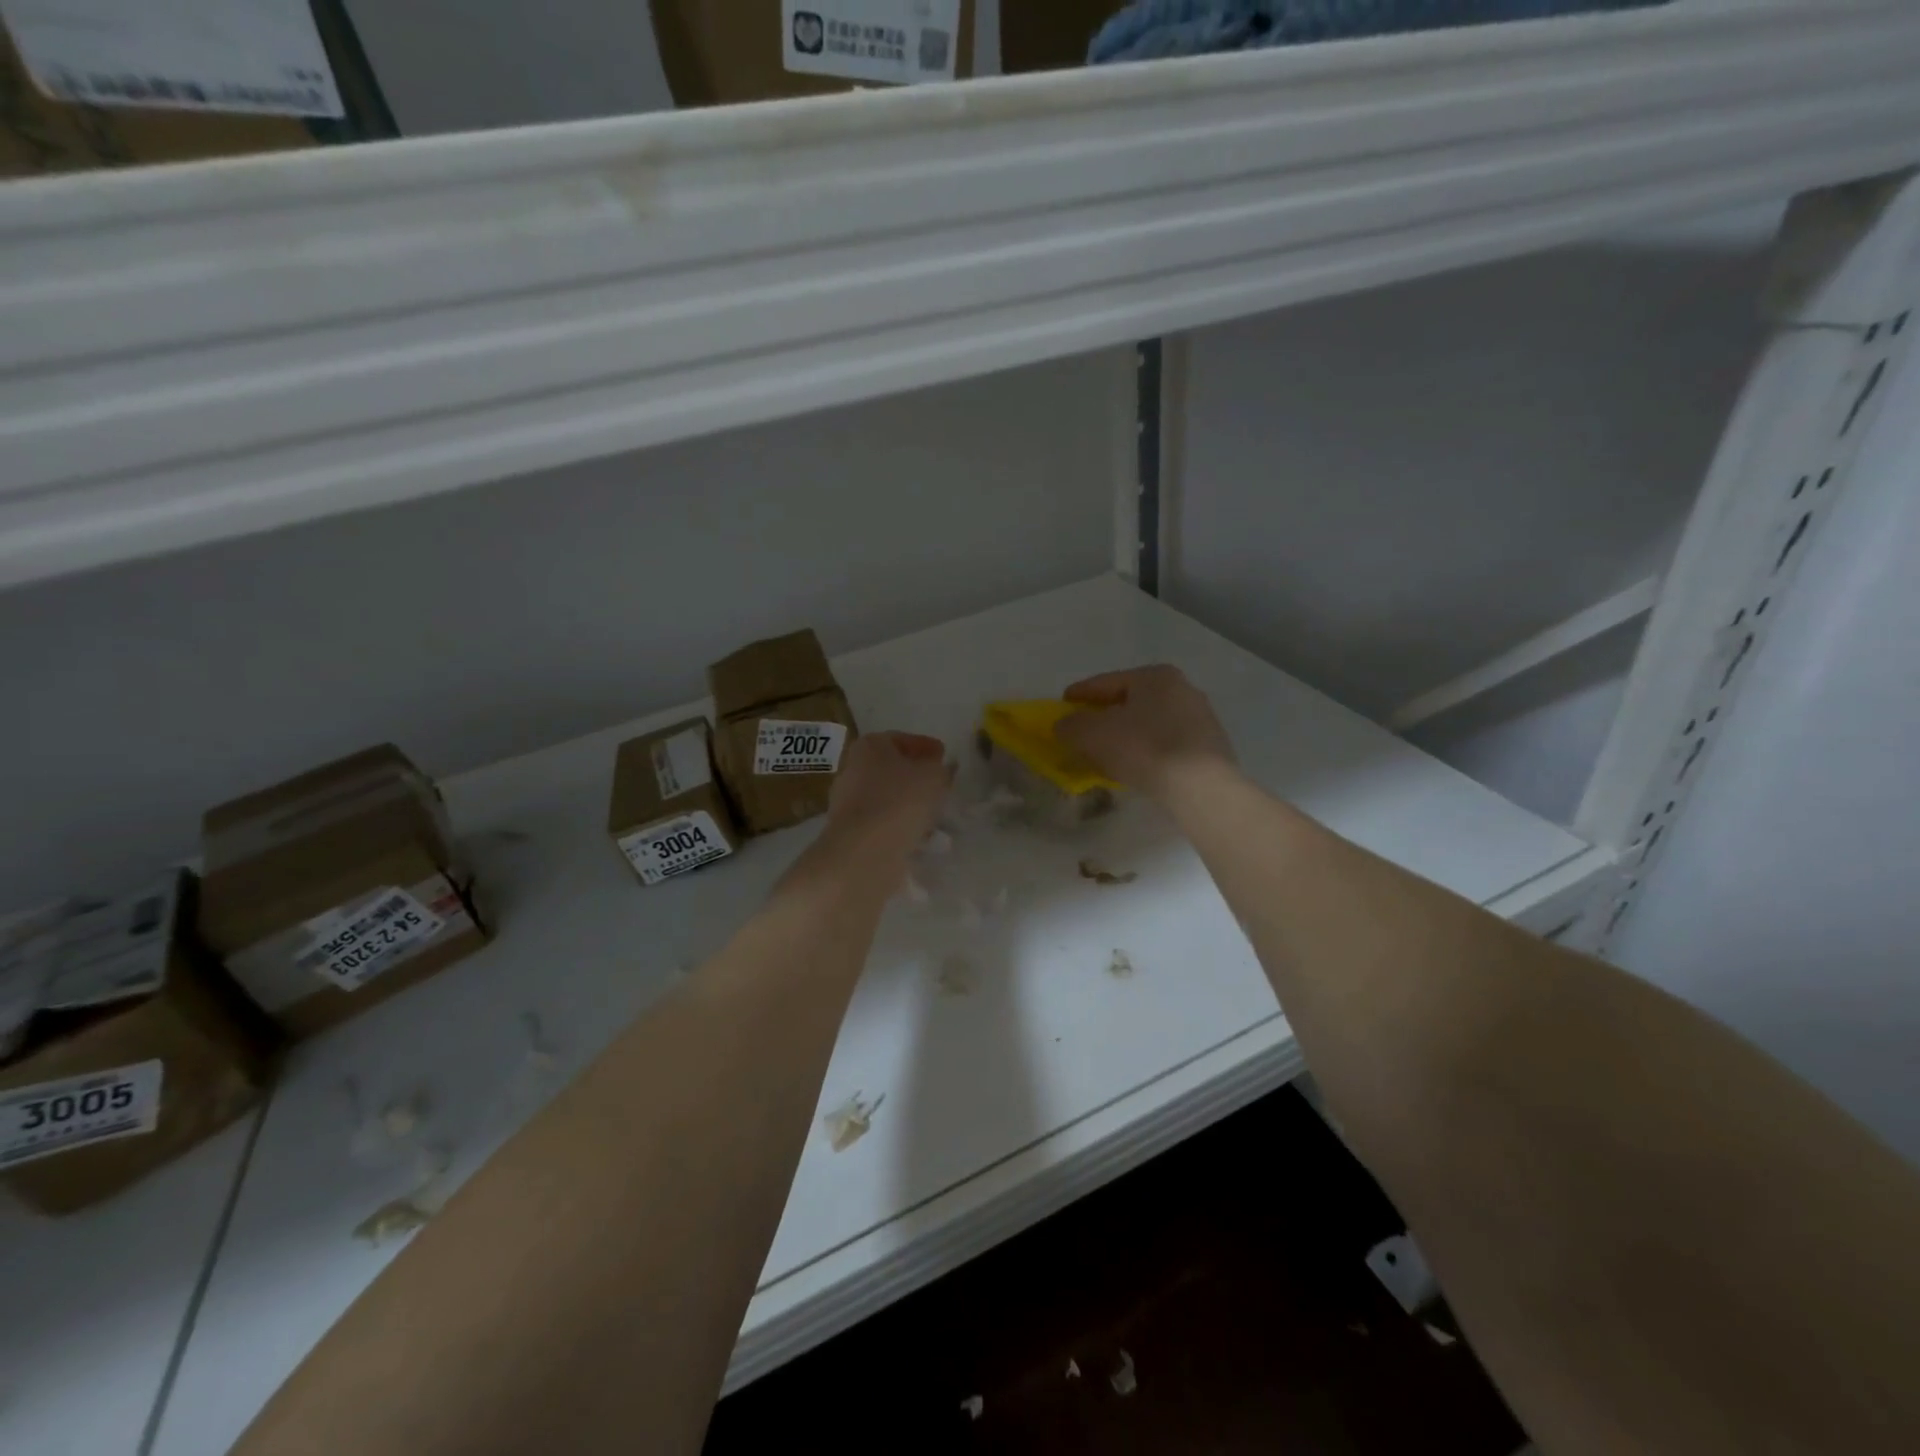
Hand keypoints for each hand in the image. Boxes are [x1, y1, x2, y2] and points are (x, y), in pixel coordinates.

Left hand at [824, 731, 951, 856]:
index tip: (944, 757)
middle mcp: (853, 769)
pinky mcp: (850, 832)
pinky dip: (900, 826)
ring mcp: (848, 802)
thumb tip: (941, 770)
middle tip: (941, 787)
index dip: (926, 747)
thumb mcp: (934, 776)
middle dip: (916, 777)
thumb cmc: (900, 801)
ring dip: (909, 805)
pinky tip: (920, 837)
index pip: (901, 739)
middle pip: (892, 769)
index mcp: (869, 746)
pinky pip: (882, 823)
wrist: (864, 852)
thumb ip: (942, 769)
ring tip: (935, 816)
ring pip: (888, 798)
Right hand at [1056, 665, 1235, 801]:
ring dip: (1126, 735)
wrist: (1201, 786)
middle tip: (1083, 731)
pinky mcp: (1210, 747)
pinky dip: (1147, 751)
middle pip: (1131, 702)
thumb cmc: (1144, 747)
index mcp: (1155, 676)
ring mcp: (1201, 718)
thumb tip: (1064, 725)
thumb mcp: (1093, 734)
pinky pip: (1166, 744)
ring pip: (1149, 723)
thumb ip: (1071, 725)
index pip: (1107, 682)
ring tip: (1107, 754)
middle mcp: (1182, 689)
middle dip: (1105, 716)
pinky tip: (1136, 768)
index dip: (1080, 693)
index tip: (1062, 704)